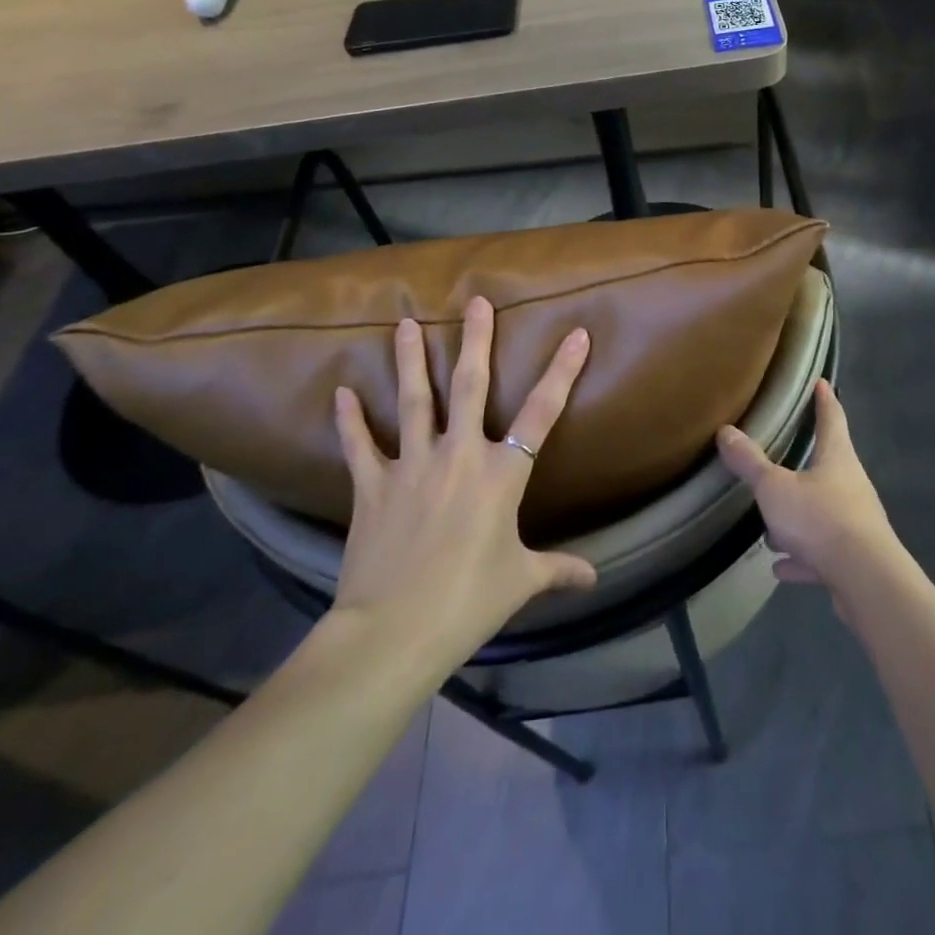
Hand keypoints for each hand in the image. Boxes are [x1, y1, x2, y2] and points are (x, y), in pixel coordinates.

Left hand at [328, 297, 596, 660]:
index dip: (562, 371)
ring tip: (404, 323)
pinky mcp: (372, 486)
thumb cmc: (468, 602)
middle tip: (475, 301)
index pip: (542, 413)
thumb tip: (594, 578)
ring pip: (414, 400)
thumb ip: (558, 570)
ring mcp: (412, 465)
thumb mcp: (521, 581)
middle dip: (476, 341)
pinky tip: (340, 392)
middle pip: (471, 386)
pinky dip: (349, 420)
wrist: (394, 632)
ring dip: (410, 359)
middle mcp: (459, 455)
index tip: (577, 334)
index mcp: (502, 475)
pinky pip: (359, 445)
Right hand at [716, 380, 901, 595]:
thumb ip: (750, 462)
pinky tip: (781, 567)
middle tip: (784, 458)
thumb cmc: (820, 520)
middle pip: (829, 465)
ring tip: (772, 528)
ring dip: (798, 519)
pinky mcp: (853, 560)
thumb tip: (725, 431)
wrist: (866, 581)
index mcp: (837, 458)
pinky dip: (802, 558)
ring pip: (822, 513)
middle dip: (806, 463)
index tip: (822, 382)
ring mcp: (855, 524)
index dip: (824, 399)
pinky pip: (821, 553)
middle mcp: (851, 486)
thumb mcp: (775, 488)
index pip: (832, 418)